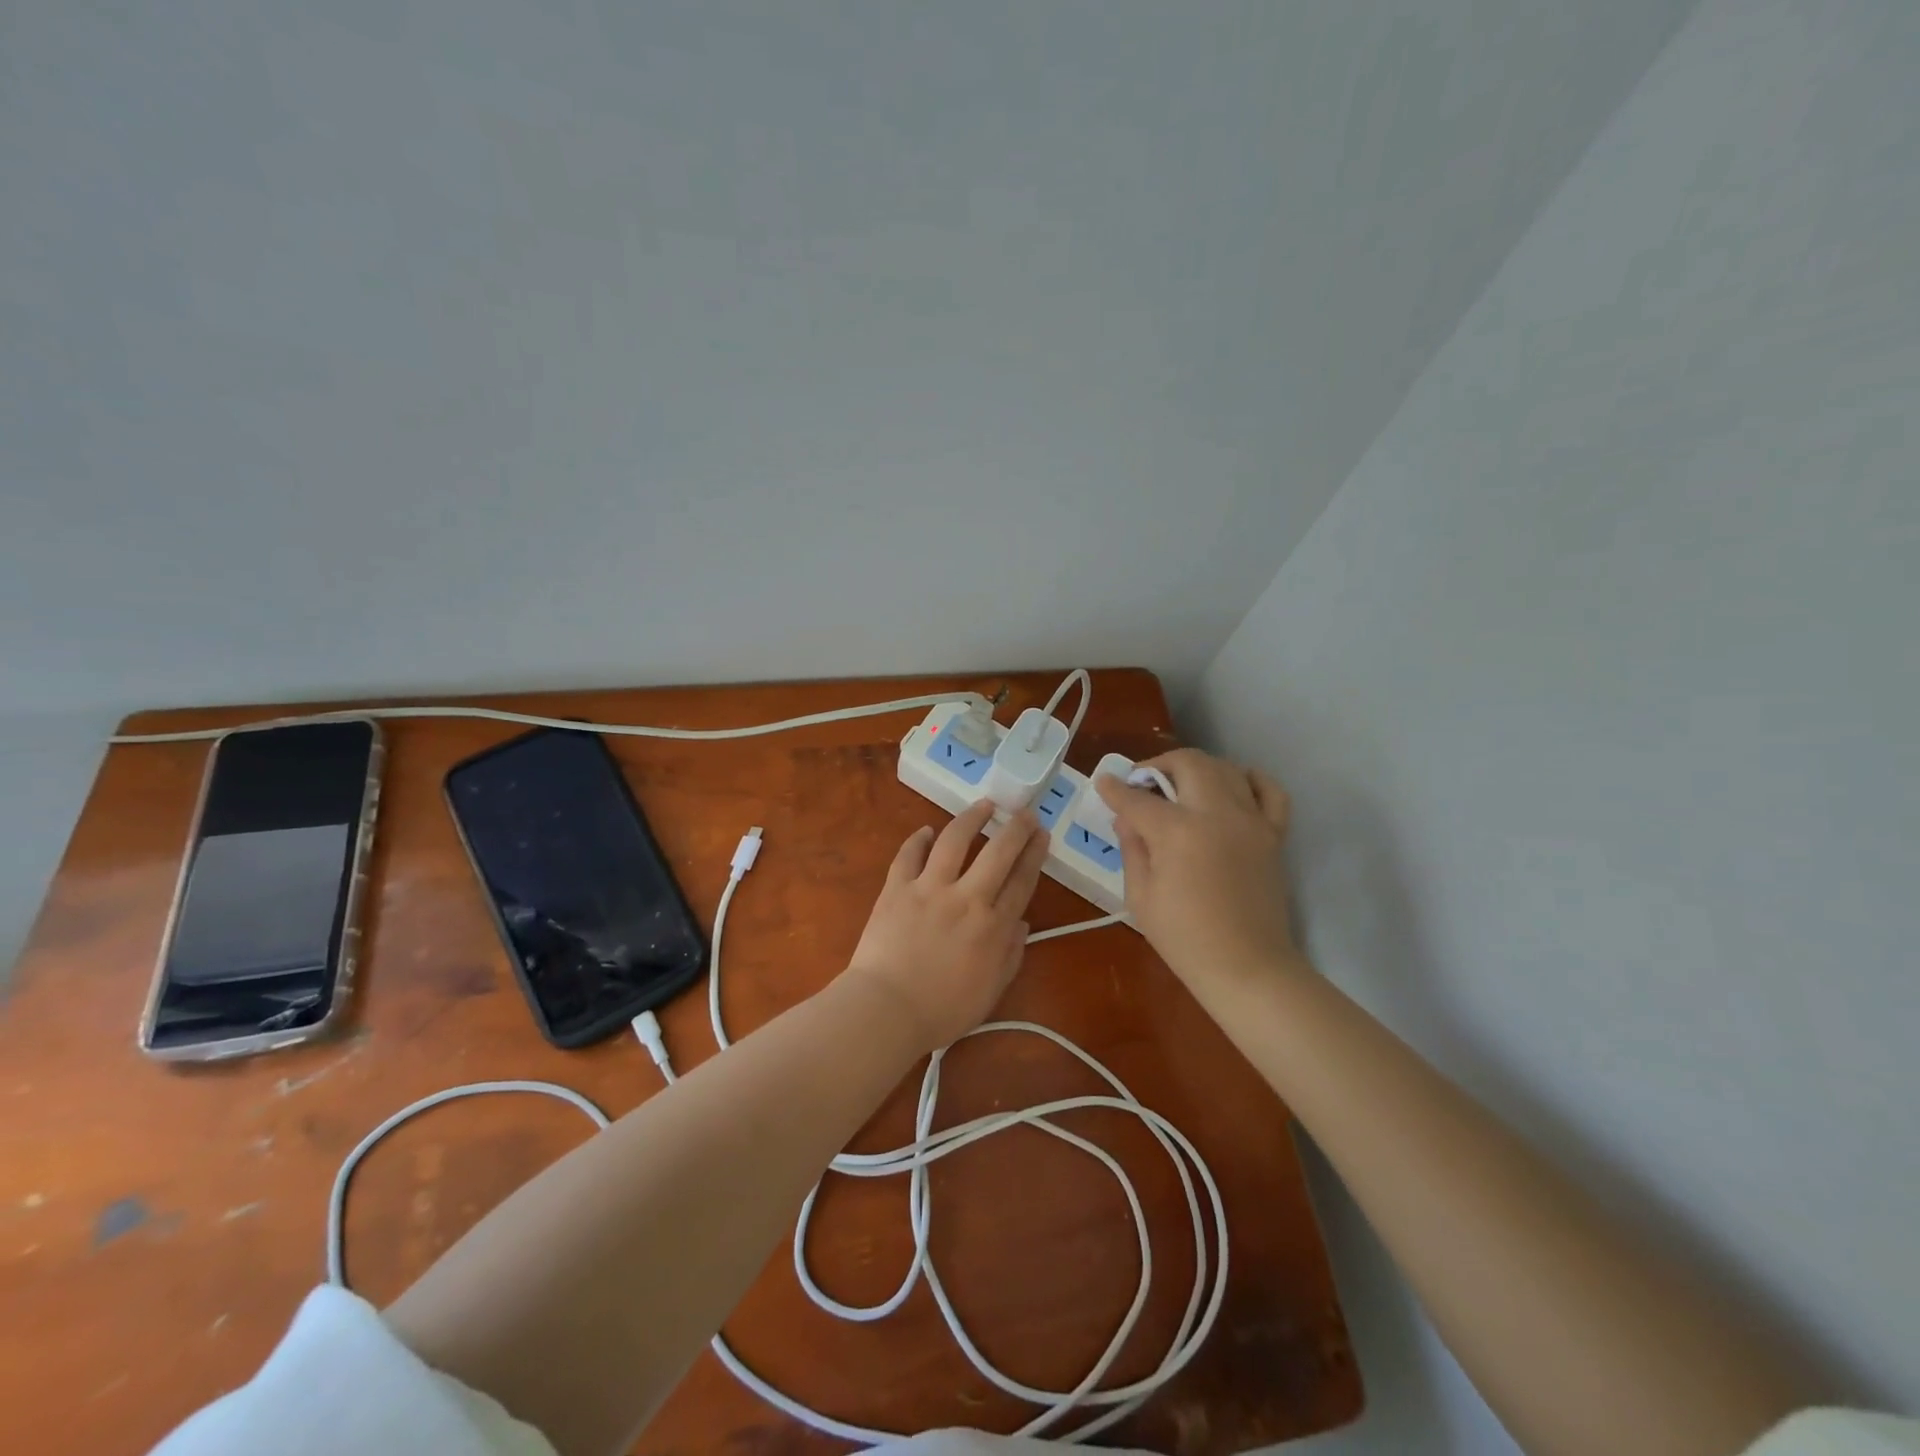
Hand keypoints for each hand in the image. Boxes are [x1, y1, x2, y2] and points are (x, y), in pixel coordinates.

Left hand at [844, 801, 1050, 1053]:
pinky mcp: (897, 888)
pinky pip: (908, 855)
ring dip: (972, 818)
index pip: (1022, 881)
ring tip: (984, 804)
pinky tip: (927, 831)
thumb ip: (1010, 955)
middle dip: (1016, 827)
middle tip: (1025, 812)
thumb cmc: (942, 1010)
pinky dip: (918, 839)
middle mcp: (966, 897)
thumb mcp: (990, 992)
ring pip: (954, 840)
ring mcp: (929, 888)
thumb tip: (1022, 924)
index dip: (1035, 855)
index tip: (1042, 835)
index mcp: (993, 926)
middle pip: (998, 852)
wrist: (886, 1009)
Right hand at [1095, 749, 1299, 995]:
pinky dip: (1249, 780)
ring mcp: (1250, 820)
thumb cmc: (1184, 938)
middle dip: (1158, 765)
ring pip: (1224, 767)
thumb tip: (1127, 818)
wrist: (1247, 967)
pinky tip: (1232, 788)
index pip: (1137, 798)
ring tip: (1180, 787)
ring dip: (1196, 769)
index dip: (1115, 789)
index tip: (1104, 784)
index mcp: (1177, 832)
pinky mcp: (1273, 833)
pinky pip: (1269, 790)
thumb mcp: (1140, 896)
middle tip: (1143, 784)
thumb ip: (1132, 848)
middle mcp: (1216, 813)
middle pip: (1187, 763)